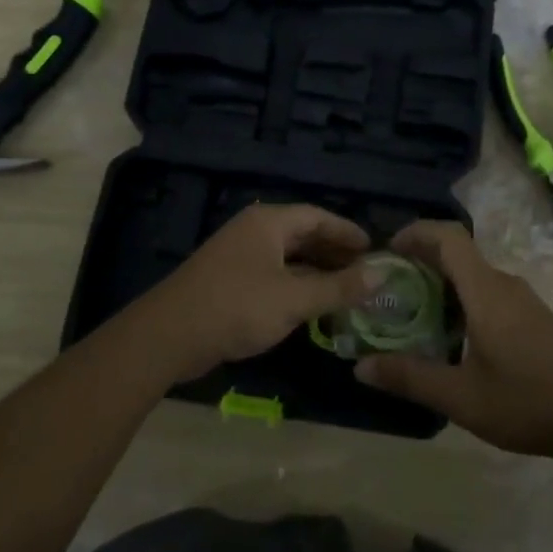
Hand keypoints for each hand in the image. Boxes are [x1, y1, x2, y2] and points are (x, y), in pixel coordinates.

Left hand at [134, 203, 372, 383]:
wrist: (169, 335)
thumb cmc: (237, 307)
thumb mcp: (294, 299)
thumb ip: (339, 287)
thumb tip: (382, 275)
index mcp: (269, 222)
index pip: (317, 216)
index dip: (347, 231)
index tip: (374, 248)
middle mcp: (254, 231)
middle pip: (303, 234)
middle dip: (334, 252)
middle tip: (365, 272)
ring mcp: (239, 255)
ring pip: (288, 256)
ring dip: (317, 271)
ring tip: (346, 289)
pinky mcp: (229, 280)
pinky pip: (274, 274)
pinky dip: (297, 284)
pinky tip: (312, 305)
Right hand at [355, 220, 552, 461]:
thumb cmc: (527, 402)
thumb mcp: (461, 397)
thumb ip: (410, 378)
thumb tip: (360, 367)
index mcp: (486, 291)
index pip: (448, 237)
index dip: (416, 232)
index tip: (387, 250)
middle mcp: (504, 284)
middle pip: (457, 253)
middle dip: (420, 260)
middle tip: (388, 286)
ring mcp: (522, 299)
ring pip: (473, 274)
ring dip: (441, 282)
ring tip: (412, 311)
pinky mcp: (532, 316)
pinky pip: (487, 290)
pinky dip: (460, 297)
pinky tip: (450, 334)